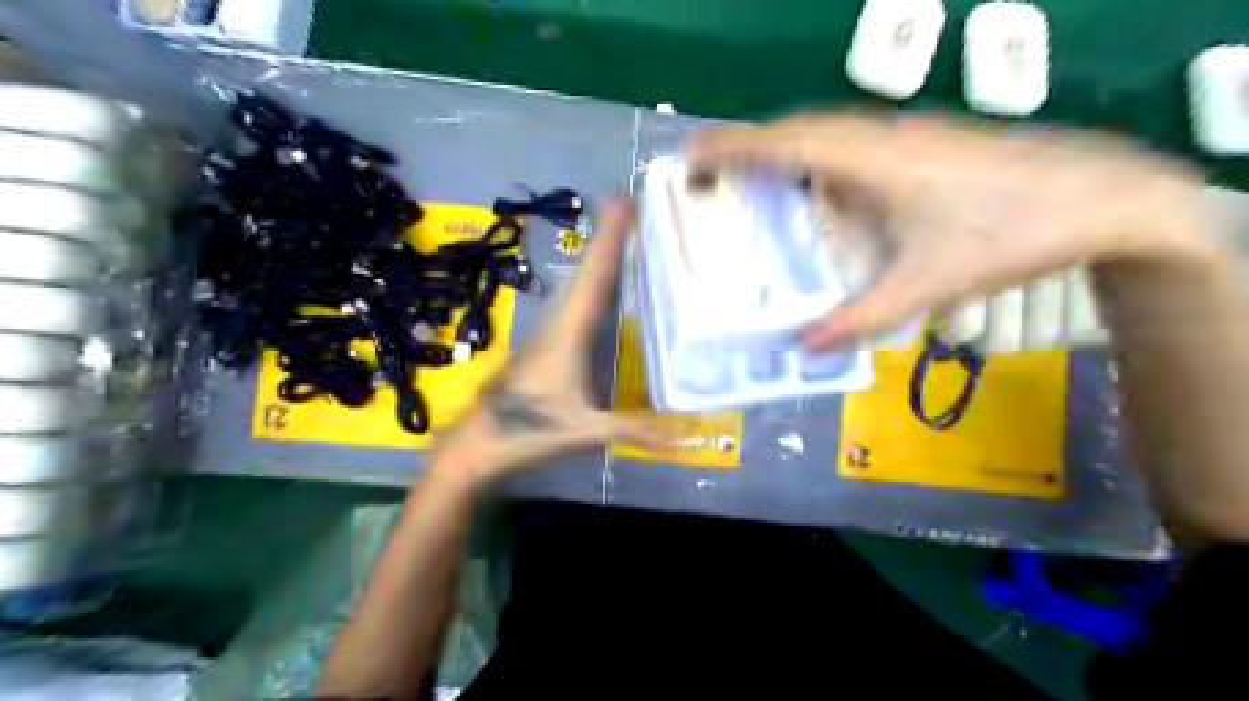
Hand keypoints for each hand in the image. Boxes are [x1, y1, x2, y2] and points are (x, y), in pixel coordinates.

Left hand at [433, 199, 662, 488]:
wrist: (478, 444)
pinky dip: (591, 284)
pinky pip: (573, 302)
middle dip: (607, 237)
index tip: (623, 201)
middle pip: (586, 272)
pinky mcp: (545, 345)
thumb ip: (636, 430)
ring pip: (577, 285)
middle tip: (631, 207)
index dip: (609, 239)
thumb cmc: (529, 431)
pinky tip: (601, 289)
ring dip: (598, 257)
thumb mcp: (587, 432)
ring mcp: (548, 333)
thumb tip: (687, 436)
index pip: (595, 278)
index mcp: (569, 333)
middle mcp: (558, 323)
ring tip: (622, 235)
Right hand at [688, 111, 1216, 349]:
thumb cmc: (1006, 235)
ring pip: (825, 130)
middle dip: (748, 144)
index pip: (787, 145)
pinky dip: (813, 153)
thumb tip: (802, 347)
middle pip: (799, 129)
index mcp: (871, 162)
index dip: (735, 147)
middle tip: (707, 168)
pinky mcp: (921, 144)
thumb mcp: (927, 284)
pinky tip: (815, 182)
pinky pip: (848, 141)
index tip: (690, 151)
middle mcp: (880, 138)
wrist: (1097, 197)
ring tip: (747, 172)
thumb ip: (860, 318)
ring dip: (781, 146)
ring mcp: (903, 136)